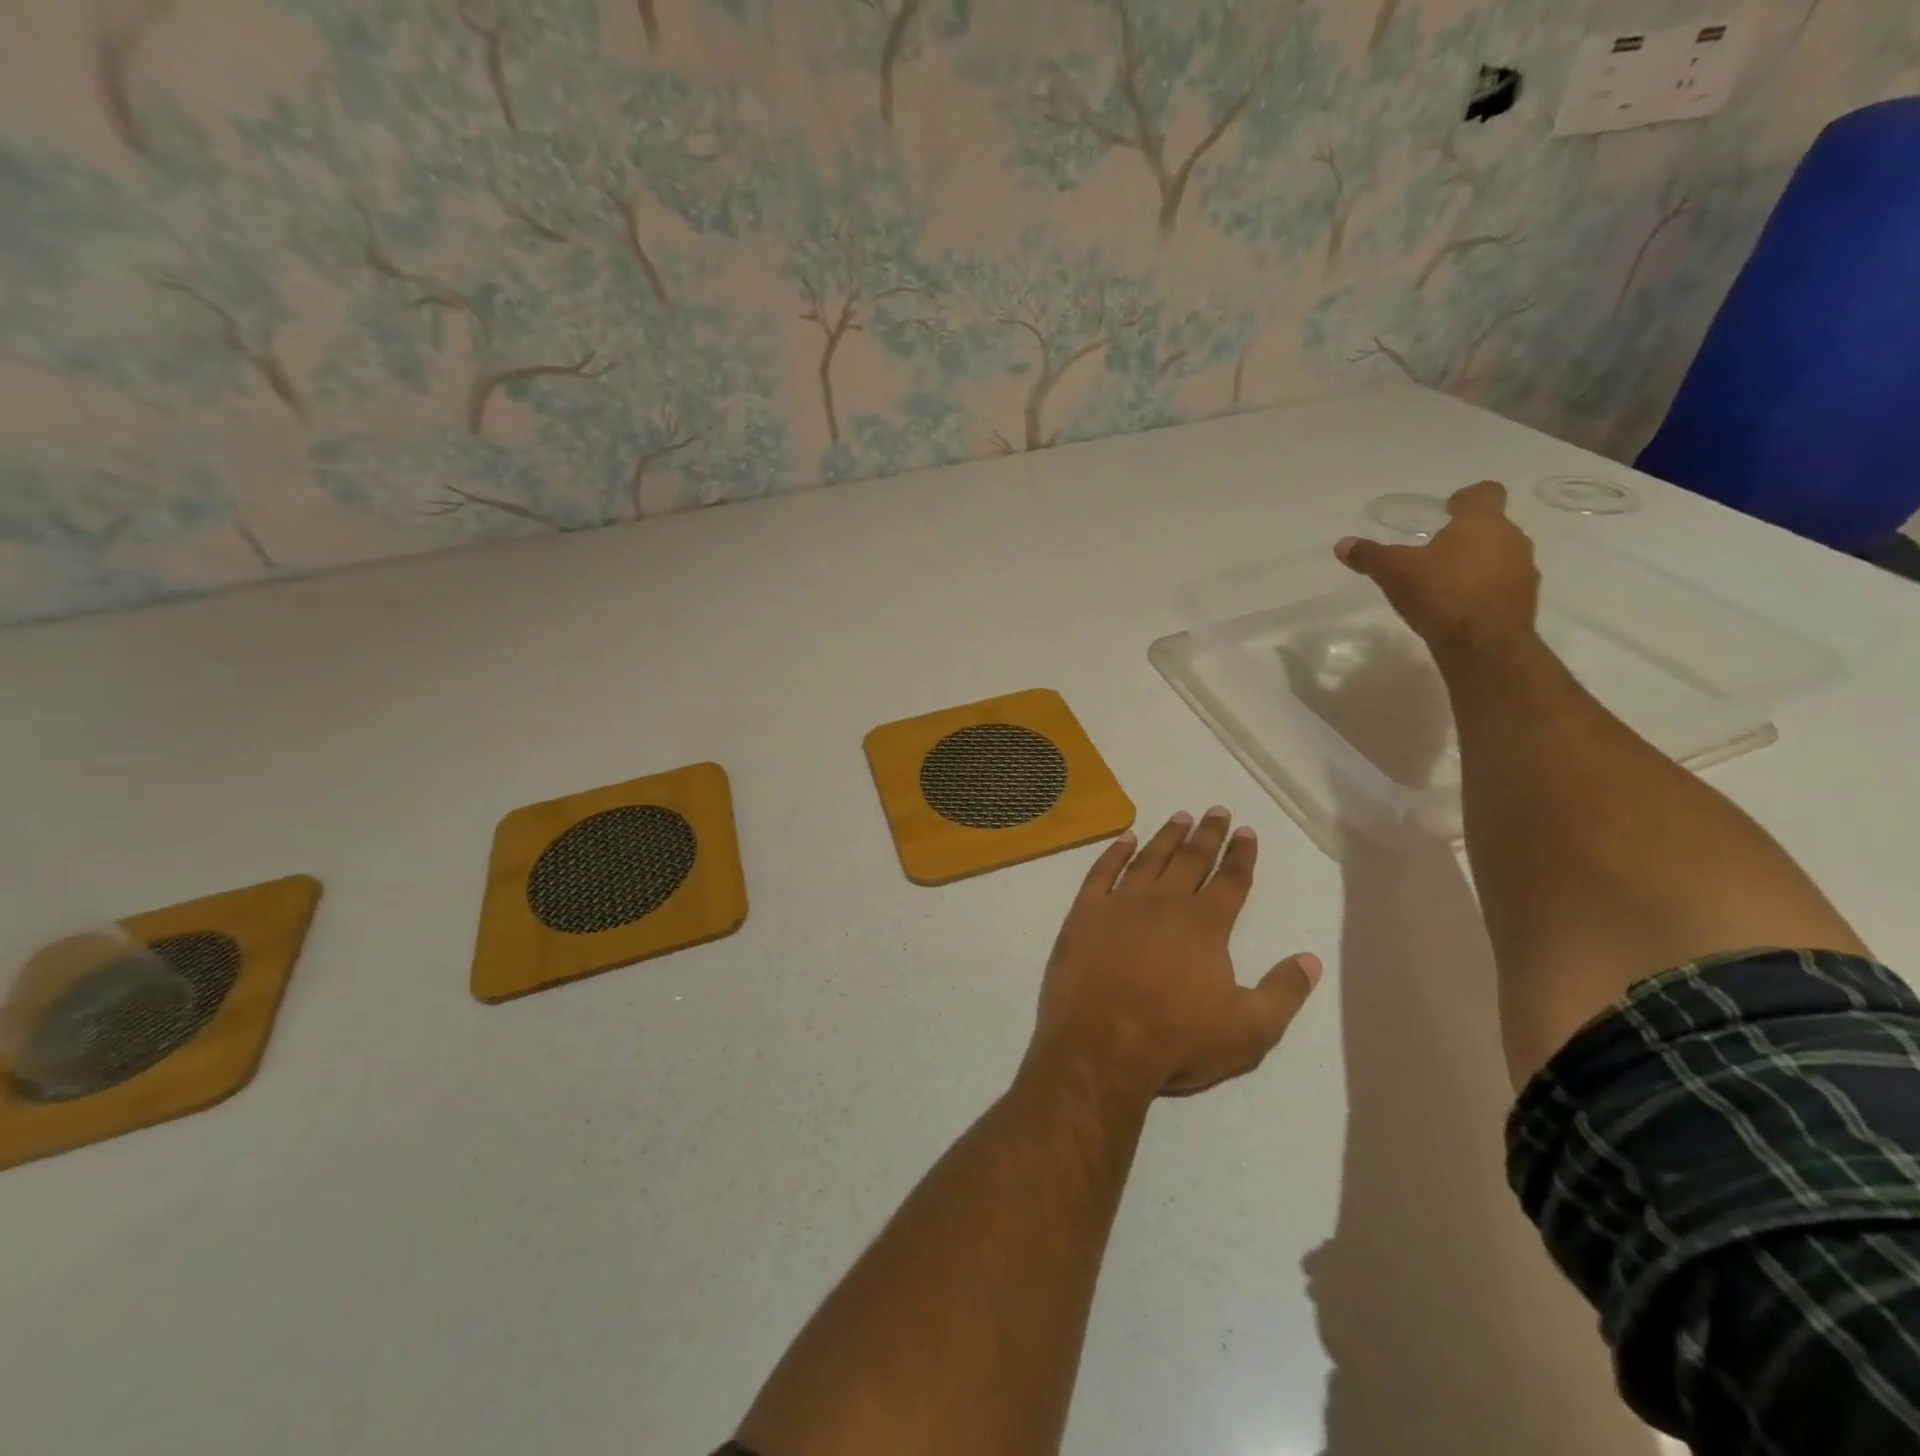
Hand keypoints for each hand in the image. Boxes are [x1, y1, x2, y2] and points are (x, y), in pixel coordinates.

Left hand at [1027, 808, 1320, 1102]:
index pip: (1231, 880)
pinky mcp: (1085, 913)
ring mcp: (1120, 904)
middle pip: (1191, 859)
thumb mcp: (1249, 1030)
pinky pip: (1101, 872)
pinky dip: (1115, 852)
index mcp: (1205, 924)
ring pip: (1149, 859)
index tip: (1247, 831)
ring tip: (1180, 816)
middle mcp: (1165, 902)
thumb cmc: (1178, 1039)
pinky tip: (1125, 839)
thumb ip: (1284, 992)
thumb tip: (1310, 959)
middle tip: (1217, 810)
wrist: (1101, 1045)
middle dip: (1207, 834)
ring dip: (1167, 836)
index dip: (1241, 855)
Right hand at [1335, 480, 1539, 661]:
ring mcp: (1523, 570)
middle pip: (1492, 527)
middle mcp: (1511, 539)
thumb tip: (1343, 544)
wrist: (1483, 643)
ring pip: (1500, 556)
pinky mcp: (1524, 600)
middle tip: (1437, 552)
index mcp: (1481, 522)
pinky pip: (1503, 585)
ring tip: (1446, 582)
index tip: (1450, 508)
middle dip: (1467, 536)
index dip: (1467, 498)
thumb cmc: (1440, 593)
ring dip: (1478, 564)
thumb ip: (1370, 556)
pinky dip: (1484, 590)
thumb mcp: (1393, 572)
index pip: (1484, 493)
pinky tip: (1460, 607)